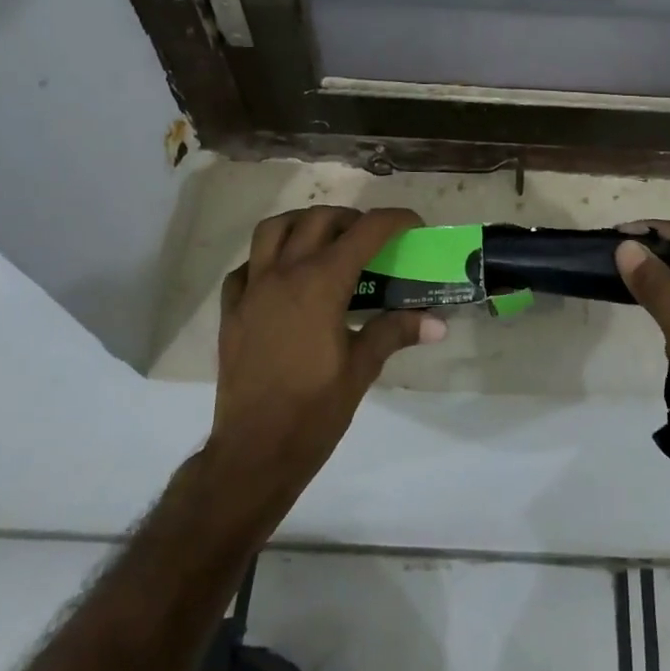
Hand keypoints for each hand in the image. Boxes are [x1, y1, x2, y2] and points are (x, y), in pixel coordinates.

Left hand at [209, 206, 443, 509]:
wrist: (254, 451)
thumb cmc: (314, 411)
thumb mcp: (362, 369)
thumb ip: (396, 332)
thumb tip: (438, 323)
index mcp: (321, 283)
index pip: (365, 231)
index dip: (394, 220)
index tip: (413, 224)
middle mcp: (284, 273)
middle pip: (319, 219)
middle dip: (350, 219)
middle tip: (371, 240)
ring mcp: (252, 289)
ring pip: (274, 230)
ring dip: (303, 224)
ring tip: (324, 242)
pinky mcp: (231, 310)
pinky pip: (246, 266)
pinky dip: (267, 259)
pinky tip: (282, 277)